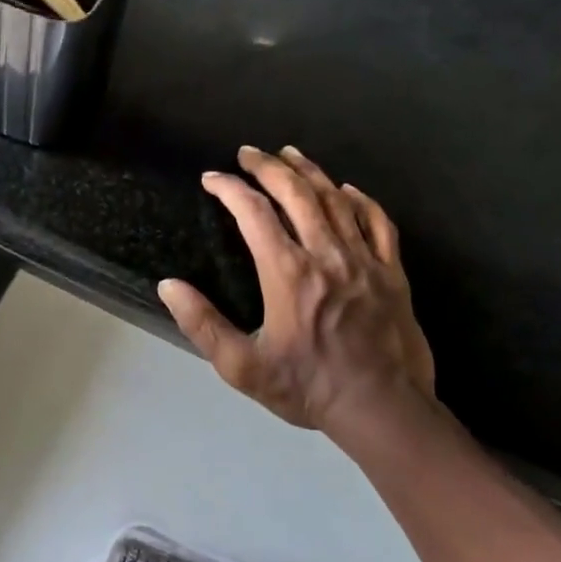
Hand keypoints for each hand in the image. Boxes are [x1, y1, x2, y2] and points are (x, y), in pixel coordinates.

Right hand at [158, 146, 433, 440]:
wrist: (382, 409)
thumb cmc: (307, 387)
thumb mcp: (242, 366)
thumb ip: (202, 324)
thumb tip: (168, 286)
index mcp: (287, 273)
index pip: (254, 214)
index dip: (230, 189)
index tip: (211, 179)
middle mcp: (326, 255)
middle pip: (297, 194)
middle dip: (268, 167)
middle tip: (248, 153)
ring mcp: (364, 260)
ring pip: (336, 200)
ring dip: (309, 172)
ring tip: (289, 154)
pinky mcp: (392, 272)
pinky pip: (378, 222)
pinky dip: (360, 200)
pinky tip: (347, 189)